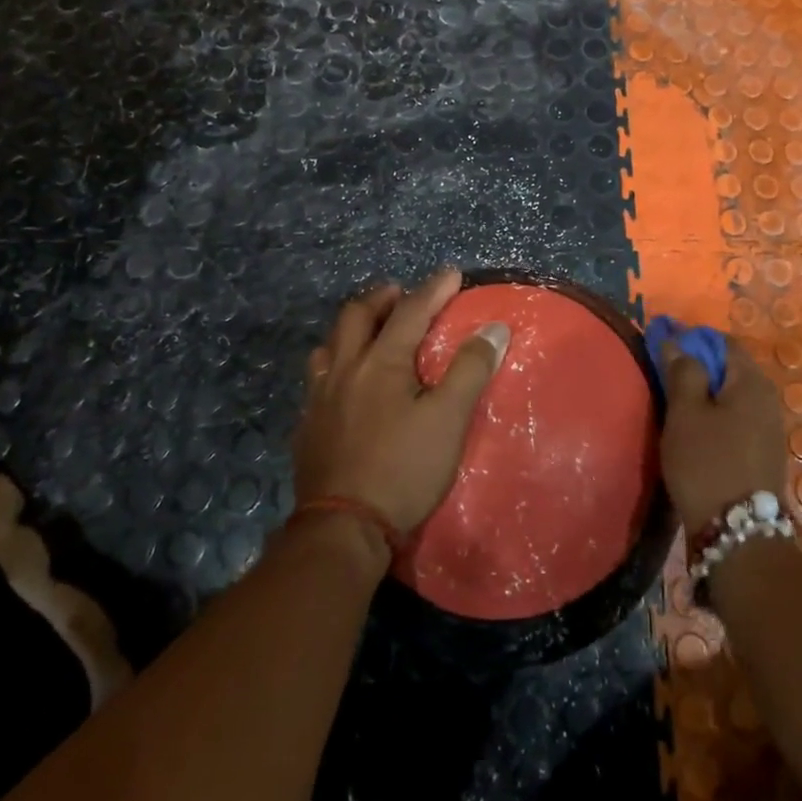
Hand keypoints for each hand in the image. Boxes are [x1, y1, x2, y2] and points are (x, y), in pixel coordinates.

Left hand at [294, 267, 509, 537]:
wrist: (343, 527)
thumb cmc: (403, 469)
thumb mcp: (448, 419)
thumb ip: (470, 369)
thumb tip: (494, 328)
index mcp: (380, 362)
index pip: (410, 311)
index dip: (433, 289)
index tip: (452, 272)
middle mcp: (343, 369)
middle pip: (356, 316)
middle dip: (381, 298)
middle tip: (400, 294)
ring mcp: (319, 398)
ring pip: (329, 345)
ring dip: (352, 329)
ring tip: (370, 332)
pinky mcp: (307, 426)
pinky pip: (317, 378)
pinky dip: (336, 364)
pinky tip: (345, 383)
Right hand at [659, 340, 786, 532]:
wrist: (738, 534)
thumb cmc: (707, 463)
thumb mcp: (686, 413)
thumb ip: (682, 371)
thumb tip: (676, 341)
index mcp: (752, 381)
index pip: (721, 341)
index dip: (691, 338)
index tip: (662, 343)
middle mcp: (767, 398)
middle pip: (728, 368)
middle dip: (697, 365)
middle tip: (662, 373)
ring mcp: (768, 428)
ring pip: (731, 395)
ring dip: (704, 391)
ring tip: (673, 400)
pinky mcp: (762, 452)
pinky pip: (735, 418)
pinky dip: (714, 413)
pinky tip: (693, 428)